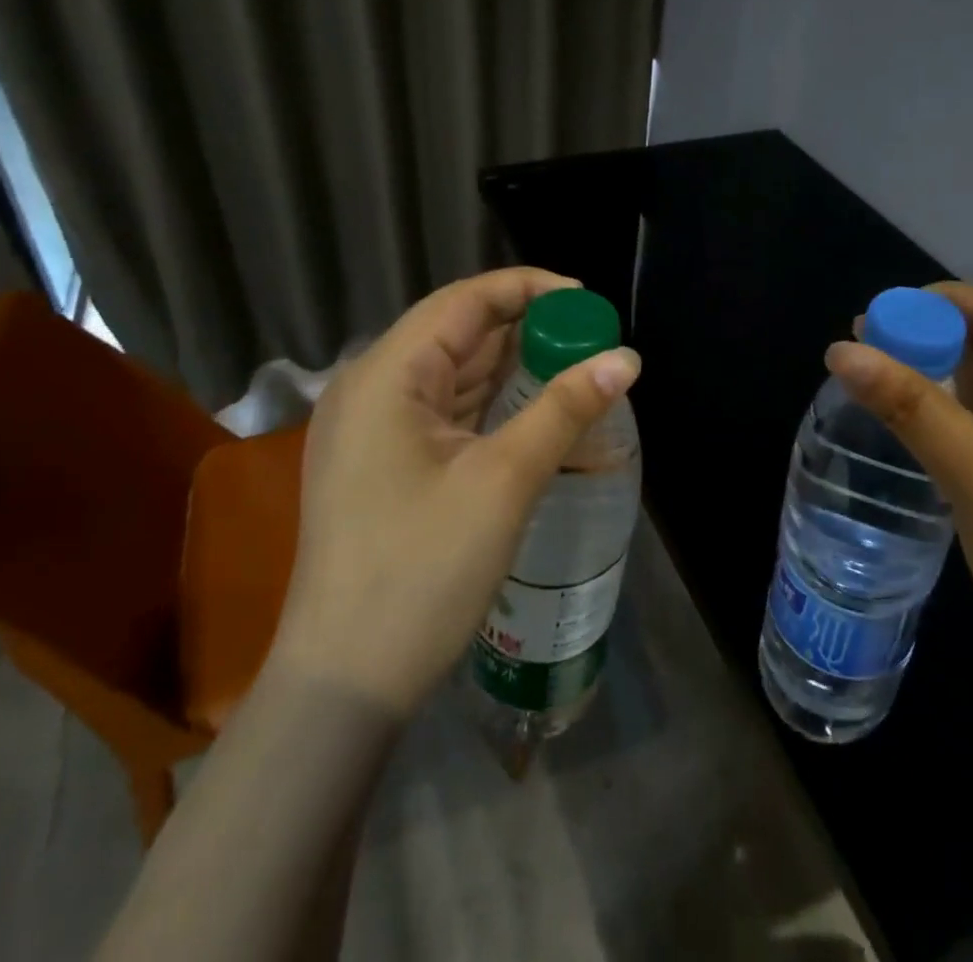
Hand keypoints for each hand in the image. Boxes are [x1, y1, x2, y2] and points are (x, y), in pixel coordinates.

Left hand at [269, 268, 641, 716]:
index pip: (466, 300)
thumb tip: (627, 357)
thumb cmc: (421, 572)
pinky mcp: (382, 459)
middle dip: (527, 328)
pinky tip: (532, 408)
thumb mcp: (504, 481)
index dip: (530, 289)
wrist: (344, 683)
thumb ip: (566, 408)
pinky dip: (490, 400)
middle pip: (458, 331)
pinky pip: (444, 407)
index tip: (588, 303)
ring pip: (452, 370)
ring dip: (511, 365)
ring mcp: (372, 426)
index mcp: (386, 375)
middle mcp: (371, 387)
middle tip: (592, 340)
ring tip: (574, 368)